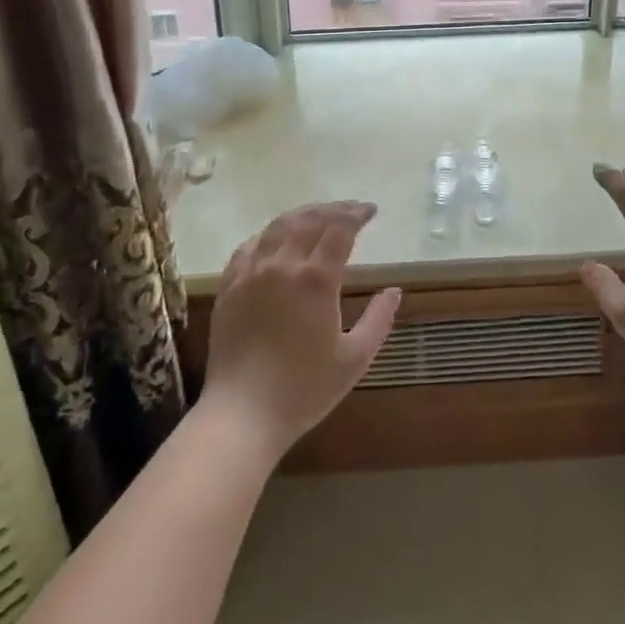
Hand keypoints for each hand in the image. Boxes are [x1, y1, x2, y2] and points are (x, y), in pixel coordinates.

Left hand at [201, 202, 400, 458]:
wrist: (242, 414)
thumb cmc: (304, 389)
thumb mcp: (355, 358)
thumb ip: (379, 320)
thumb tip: (395, 291)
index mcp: (316, 279)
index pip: (339, 229)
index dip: (357, 215)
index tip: (371, 211)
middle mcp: (282, 265)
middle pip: (309, 220)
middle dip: (334, 209)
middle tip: (351, 209)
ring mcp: (250, 273)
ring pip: (277, 227)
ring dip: (302, 215)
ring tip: (319, 215)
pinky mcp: (229, 287)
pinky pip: (249, 246)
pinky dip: (268, 233)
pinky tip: (276, 238)